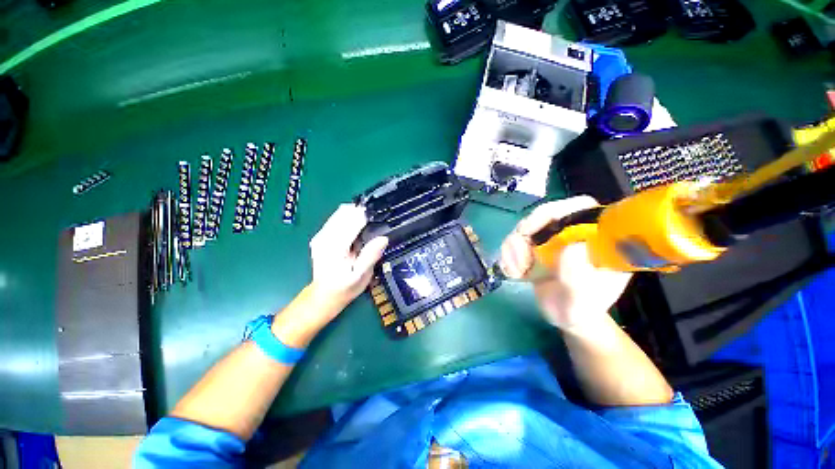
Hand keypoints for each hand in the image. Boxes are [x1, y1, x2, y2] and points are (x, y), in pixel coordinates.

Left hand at [309, 203, 387, 311]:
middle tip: (375, 222)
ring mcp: (321, 235)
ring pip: (340, 213)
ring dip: (355, 214)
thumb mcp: (361, 276)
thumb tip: (383, 238)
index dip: (367, 216)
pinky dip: (348, 219)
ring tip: (367, 225)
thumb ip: (371, 256)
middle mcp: (325, 237)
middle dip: (361, 213)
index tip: (379, 218)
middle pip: (345, 212)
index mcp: (336, 247)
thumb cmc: (345, 287)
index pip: (352, 221)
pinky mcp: (321, 236)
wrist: (325, 294)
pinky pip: (336, 218)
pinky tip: (356, 228)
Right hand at [499, 196, 631, 330]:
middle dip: (529, 230)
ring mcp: (551, 237)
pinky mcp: (533, 245)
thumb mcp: (581, 302)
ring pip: (526, 226)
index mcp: (597, 239)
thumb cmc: (579, 311)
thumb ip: (579, 279)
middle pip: (547, 214)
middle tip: (519, 252)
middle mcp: (573, 232)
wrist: (563, 316)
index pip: (582, 209)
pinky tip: (512, 272)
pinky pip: (514, 239)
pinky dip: (508, 253)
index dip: (559, 211)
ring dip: (514, 246)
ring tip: (516, 271)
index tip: (539, 228)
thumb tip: (573, 247)